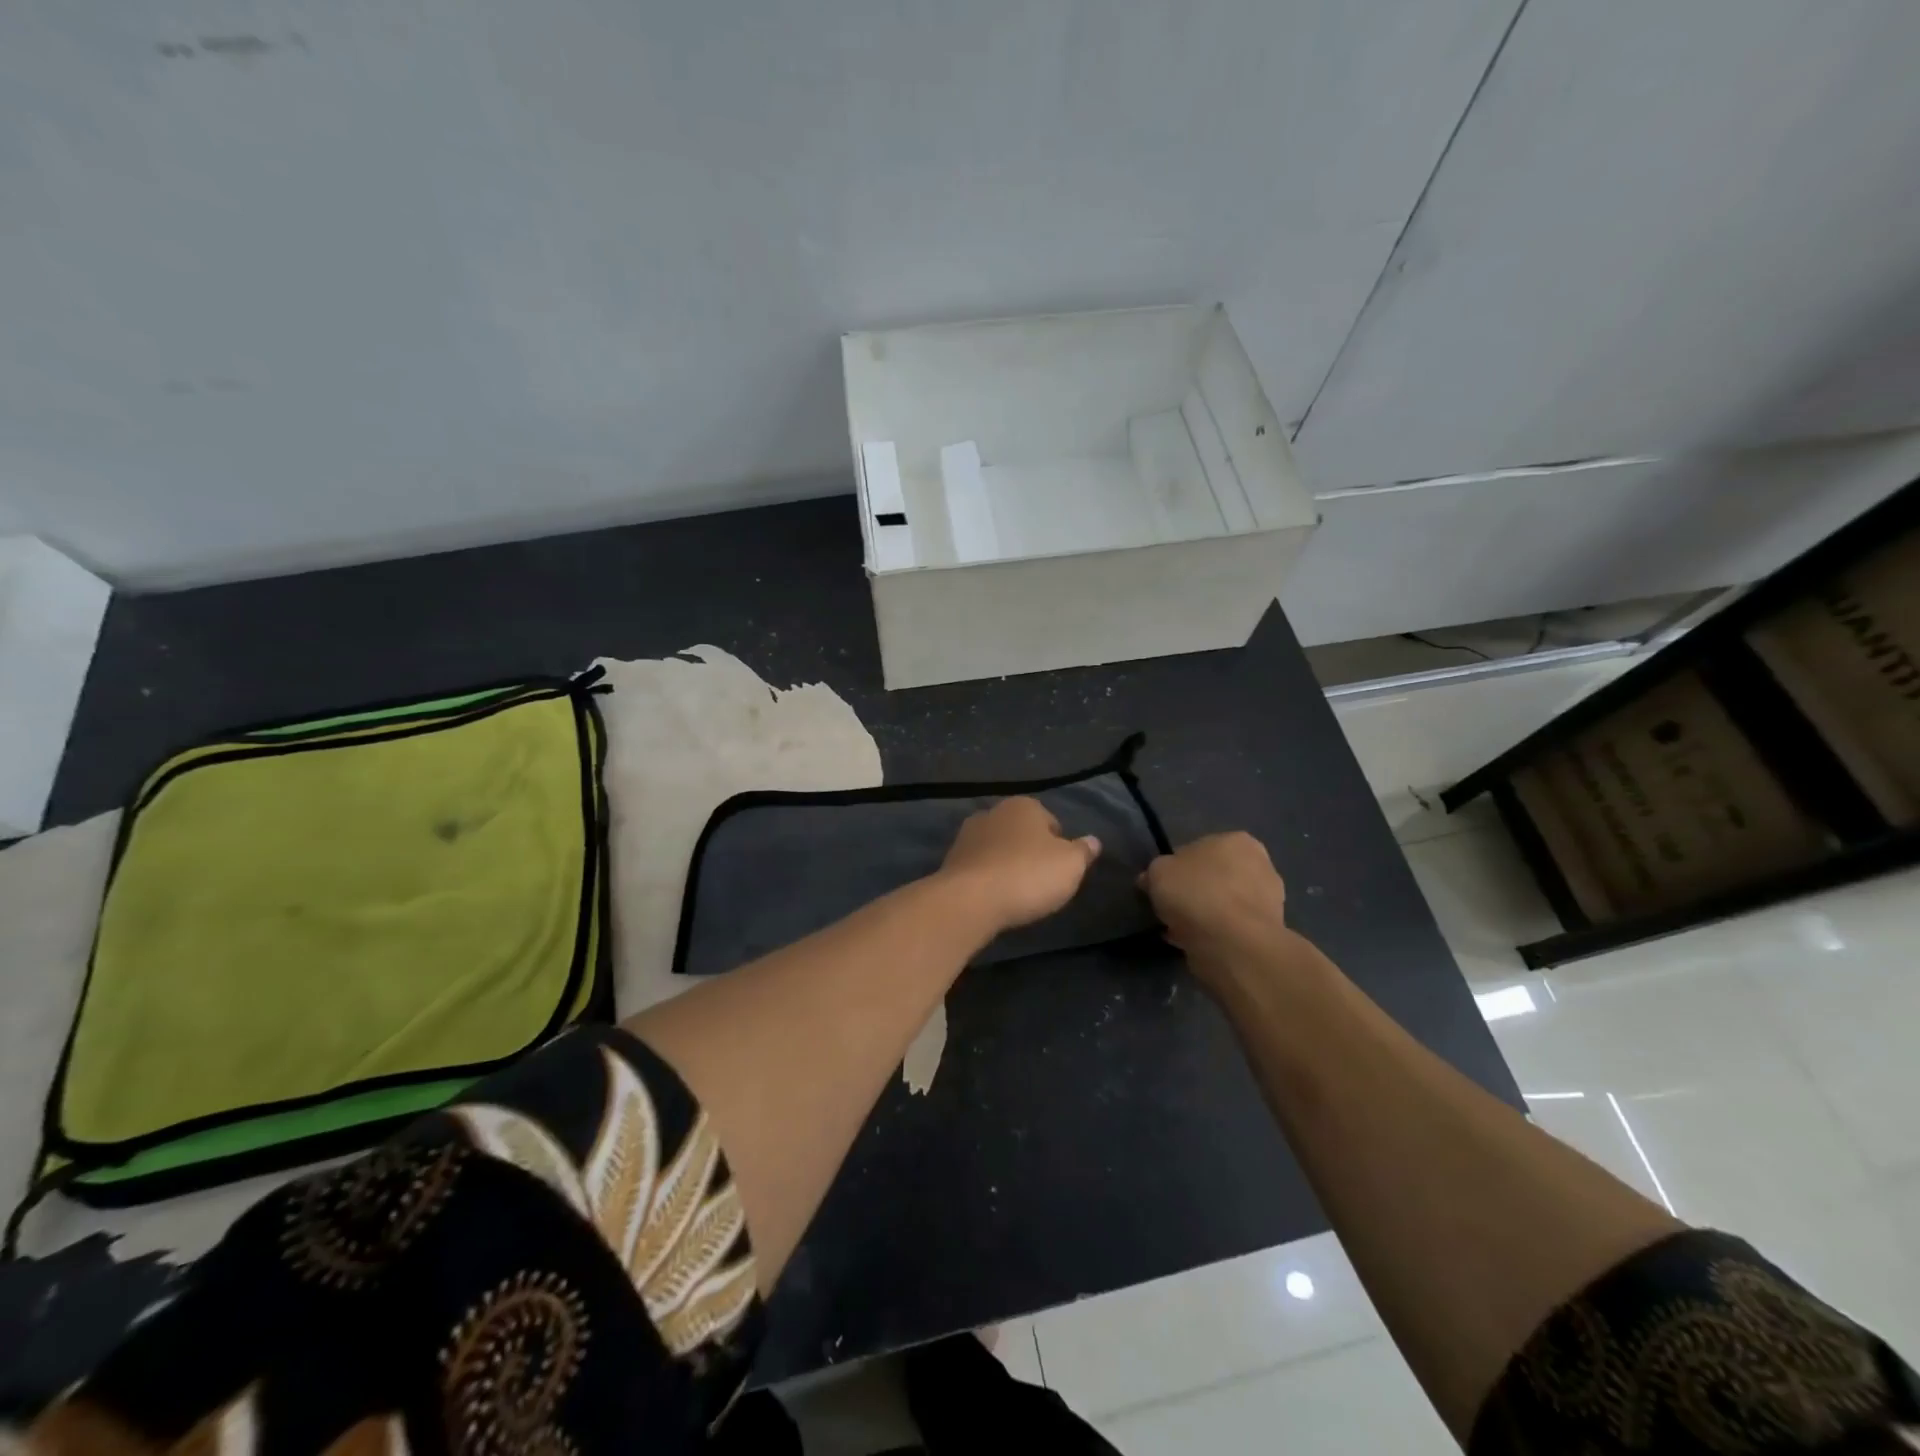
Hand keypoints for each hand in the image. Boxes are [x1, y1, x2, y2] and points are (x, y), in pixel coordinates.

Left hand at [938, 797, 1100, 935]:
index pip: (1051, 821)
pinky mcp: (950, 860)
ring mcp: (967, 835)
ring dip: (1007, 865)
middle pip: (1021, 833)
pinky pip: (979, 867)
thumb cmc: (1028, 875)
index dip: (1060, 846)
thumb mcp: (1071, 865)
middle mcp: (993, 812)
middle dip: (1030, 852)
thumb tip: (1093, 841)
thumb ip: (1083, 851)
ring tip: (1017, 893)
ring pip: (998, 849)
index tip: (1061, 870)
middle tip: (1041, 882)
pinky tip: (994, 897)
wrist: (971, 899)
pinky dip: (988, 878)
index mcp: (1023, 805)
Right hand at [1139, 832, 1295, 990]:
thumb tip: (1151, 880)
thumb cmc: (1196, 894)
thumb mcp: (1158, 872)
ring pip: (1225, 904)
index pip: (1198, 849)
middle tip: (1174, 909)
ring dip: (1207, 914)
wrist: (1233, 944)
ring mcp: (1270, 900)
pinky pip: (1232, 928)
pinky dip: (1216, 934)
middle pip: (1216, 877)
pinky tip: (1196, 944)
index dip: (1177, 869)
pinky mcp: (1269, 932)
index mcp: (1237, 841)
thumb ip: (1155, 872)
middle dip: (1197, 891)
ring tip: (1181, 930)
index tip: (1164, 887)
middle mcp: (1261, 864)